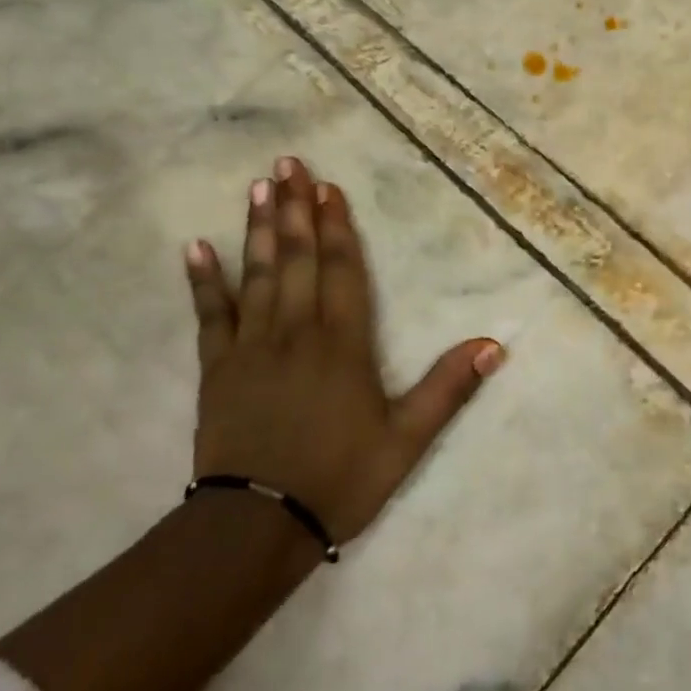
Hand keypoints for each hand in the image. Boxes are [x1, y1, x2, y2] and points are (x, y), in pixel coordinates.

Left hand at [184, 157, 504, 545]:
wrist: (258, 526)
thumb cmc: (339, 478)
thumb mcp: (407, 439)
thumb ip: (448, 388)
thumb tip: (495, 344)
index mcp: (343, 344)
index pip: (341, 270)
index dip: (336, 227)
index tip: (329, 188)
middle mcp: (297, 332)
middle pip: (297, 259)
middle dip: (296, 209)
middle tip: (288, 164)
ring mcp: (252, 347)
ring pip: (257, 275)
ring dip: (259, 229)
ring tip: (259, 188)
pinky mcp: (217, 369)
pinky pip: (210, 316)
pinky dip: (203, 281)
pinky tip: (195, 247)